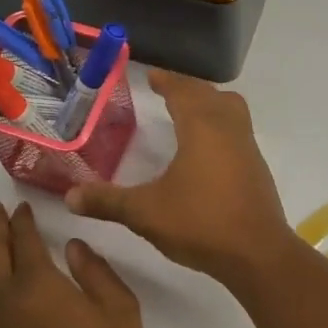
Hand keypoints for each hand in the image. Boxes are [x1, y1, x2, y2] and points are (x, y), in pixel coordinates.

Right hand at [67, 71, 299, 285]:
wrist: (257, 253)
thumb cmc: (200, 223)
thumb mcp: (146, 213)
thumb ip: (107, 201)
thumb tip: (70, 196)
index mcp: (202, 128)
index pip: (183, 91)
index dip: (166, 81)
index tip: (151, 75)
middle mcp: (228, 129)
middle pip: (209, 95)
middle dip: (187, 88)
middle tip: (165, 89)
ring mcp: (247, 148)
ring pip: (231, 109)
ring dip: (210, 103)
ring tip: (188, 111)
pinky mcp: (257, 168)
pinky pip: (238, 130)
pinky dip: (221, 125)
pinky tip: (207, 148)